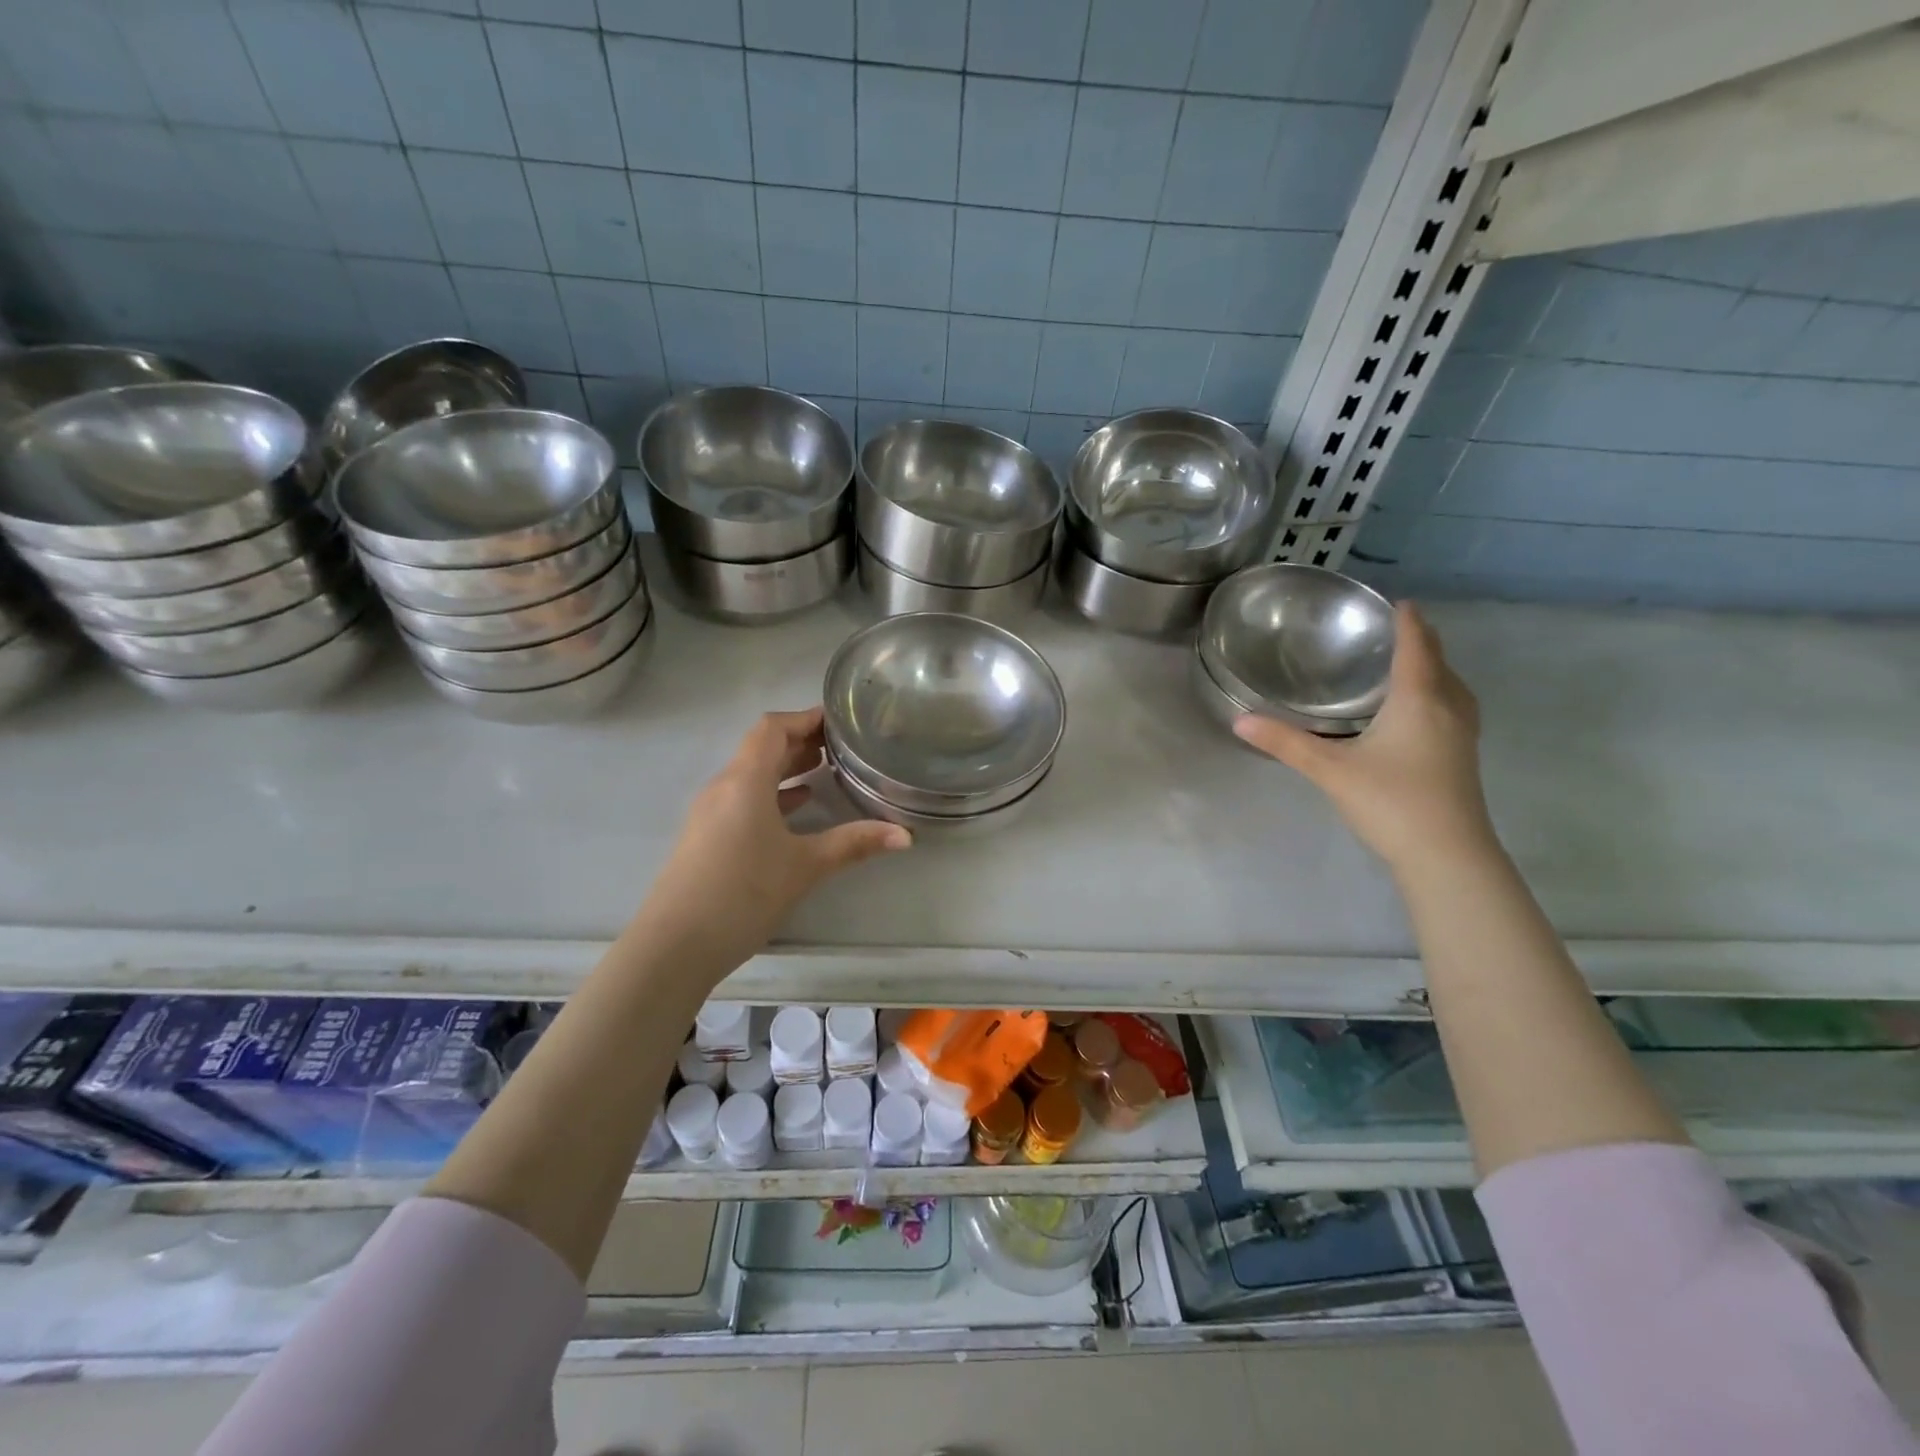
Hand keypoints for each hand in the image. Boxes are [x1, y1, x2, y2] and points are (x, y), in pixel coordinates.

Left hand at [629, 708, 911, 974]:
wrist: (673, 947)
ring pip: (752, 775)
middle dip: (801, 741)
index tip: (840, 720)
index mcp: (744, 781)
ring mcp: (710, 813)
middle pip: (762, 748)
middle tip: (842, 745)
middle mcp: (723, 787)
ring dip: (786, 768)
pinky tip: (797, 808)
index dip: (805, 718)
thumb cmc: (742, 894)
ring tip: (825, 769)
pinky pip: (743, 799)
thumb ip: (854, 844)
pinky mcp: (707, 837)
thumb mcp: (804, 866)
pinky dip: (772, 794)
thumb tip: (905, 835)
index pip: (772, 728)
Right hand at [1234, 604, 1494, 875]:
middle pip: (1439, 662)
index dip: (1408, 621)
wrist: (1447, 856)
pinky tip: (1420, 711)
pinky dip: (1438, 693)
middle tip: (1395, 628)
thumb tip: (1240, 721)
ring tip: (1409, 663)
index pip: (1416, 647)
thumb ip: (1285, 743)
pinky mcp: (1463, 757)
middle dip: (1421, 641)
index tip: (1398, 601)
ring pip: (1452, 686)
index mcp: (1419, 699)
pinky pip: (1453, 707)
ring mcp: (1462, 734)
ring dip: (1433, 668)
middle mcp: (1448, 708)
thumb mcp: (1330, 770)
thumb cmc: (1391, 802)